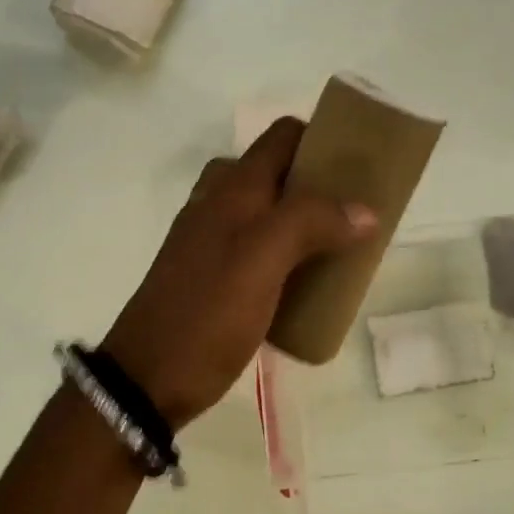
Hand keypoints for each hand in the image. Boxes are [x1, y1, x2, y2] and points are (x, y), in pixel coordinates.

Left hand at [102, 118, 377, 426]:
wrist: (148, 378)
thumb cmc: (207, 312)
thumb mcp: (262, 259)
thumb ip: (311, 222)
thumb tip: (365, 210)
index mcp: (234, 188)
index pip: (283, 136)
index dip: (322, 139)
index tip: (361, 166)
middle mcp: (222, 204)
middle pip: (280, 173)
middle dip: (321, 184)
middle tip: (358, 212)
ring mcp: (214, 240)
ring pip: (272, 212)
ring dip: (308, 221)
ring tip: (344, 246)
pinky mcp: (215, 276)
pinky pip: (262, 249)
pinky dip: (289, 253)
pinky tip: (310, 281)